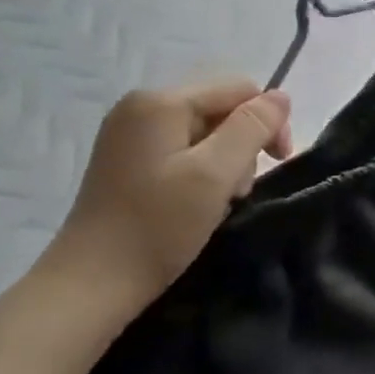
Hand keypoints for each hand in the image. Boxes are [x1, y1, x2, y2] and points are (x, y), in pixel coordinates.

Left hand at [39, 78, 291, 334]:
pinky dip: (204, 172)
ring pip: (207, 132)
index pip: (239, 89)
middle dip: (244, 145)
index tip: (279, 162)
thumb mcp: (216, 173)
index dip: (268, 120)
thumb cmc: (158, 225)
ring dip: (227, 163)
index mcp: (160, 102)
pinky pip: (185, 150)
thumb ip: (253, 127)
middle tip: (240, 190)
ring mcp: (131, 134)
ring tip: (219, 200)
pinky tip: (198, 201)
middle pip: (222, 108)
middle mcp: (142, 108)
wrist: (93, 284)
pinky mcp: (129, 160)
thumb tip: (281, 96)